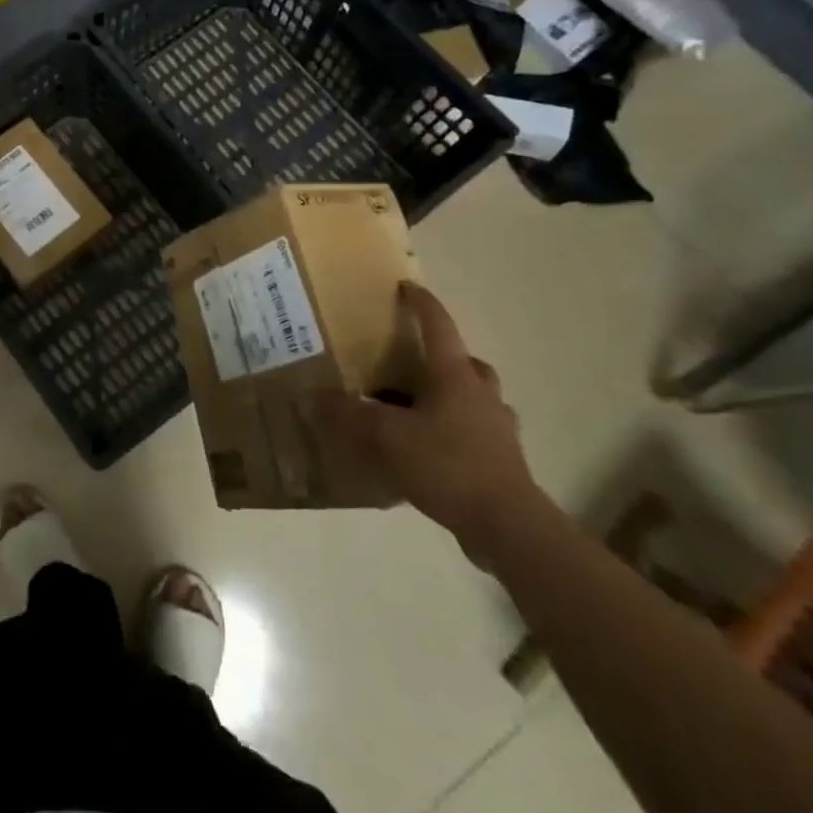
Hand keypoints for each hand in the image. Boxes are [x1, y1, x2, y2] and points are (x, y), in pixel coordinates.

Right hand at [316, 283, 541, 565]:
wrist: (507, 525)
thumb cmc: (447, 464)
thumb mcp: (386, 436)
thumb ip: (346, 415)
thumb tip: (306, 396)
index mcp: (455, 377)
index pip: (439, 327)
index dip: (422, 304)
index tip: (408, 287)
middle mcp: (481, 395)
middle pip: (466, 362)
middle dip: (443, 356)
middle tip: (413, 361)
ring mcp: (497, 429)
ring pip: (475, 398)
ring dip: (452, 395)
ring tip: (419, 407)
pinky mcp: (502, 461)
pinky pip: (476, 433)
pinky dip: (456, 431)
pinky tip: (433, 448)